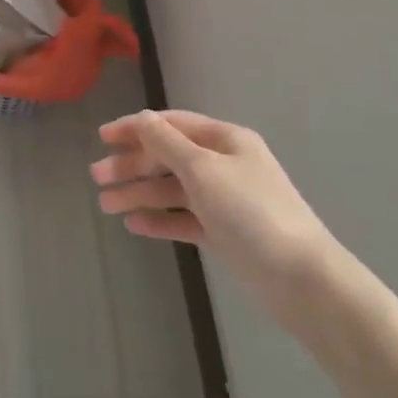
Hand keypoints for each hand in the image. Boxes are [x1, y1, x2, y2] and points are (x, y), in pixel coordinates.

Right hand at [92, 111, 334, 313]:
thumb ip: (167, 144)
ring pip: (172, 190)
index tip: (102, 137)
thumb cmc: (251, 213)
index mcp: (225, 140)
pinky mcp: (224, 233)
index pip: (172, 124)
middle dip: (132, 164)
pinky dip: (159, 219)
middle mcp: (224, 165)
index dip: (136, 127)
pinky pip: (183, 219)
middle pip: (169, 157)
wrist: (301, 278)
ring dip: (139, 193)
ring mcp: (224, 201)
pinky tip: (134, 224)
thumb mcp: (204, 170)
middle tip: (96, 177)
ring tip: (105, 205)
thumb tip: (142, 119)